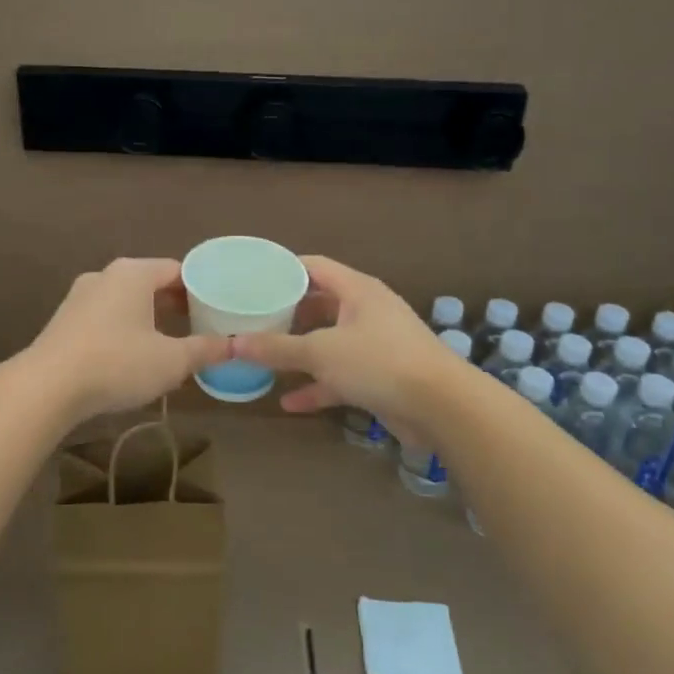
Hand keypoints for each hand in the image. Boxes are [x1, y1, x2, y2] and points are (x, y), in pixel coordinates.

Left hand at [28, 258, 231, 422]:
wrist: (47, 387)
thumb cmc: (117, 363)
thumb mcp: (171, 361)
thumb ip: (205, 350)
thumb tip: (236, 345)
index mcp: (134, 273)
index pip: (177, 270)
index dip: (201, 289)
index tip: (217, 310)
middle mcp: (106, 275)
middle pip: (151, 283)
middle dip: (176, 304)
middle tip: (199, 326)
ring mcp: (80, 296)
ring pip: (126, 301)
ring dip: (149, 318)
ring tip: (169, 343)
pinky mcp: (65, 320)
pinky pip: (105, 317)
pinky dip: (124, 329)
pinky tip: (132, 356)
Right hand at [232, 255, 456, 445]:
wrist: (441, 406)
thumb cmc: (379, 362)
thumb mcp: (321, 352)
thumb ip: (276, 348)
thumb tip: (233, 345)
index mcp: (356, 290)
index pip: (314, 266)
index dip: (283, 270)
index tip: (252, 279)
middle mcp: (366, 311)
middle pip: (320, 304)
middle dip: (287, 314)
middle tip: (253, 320)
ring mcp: (375, 344)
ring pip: (329, 342)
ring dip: (300, 352)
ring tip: (265, 357)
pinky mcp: (380, 376)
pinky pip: (340, 376)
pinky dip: (317, 386)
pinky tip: (289, 402)